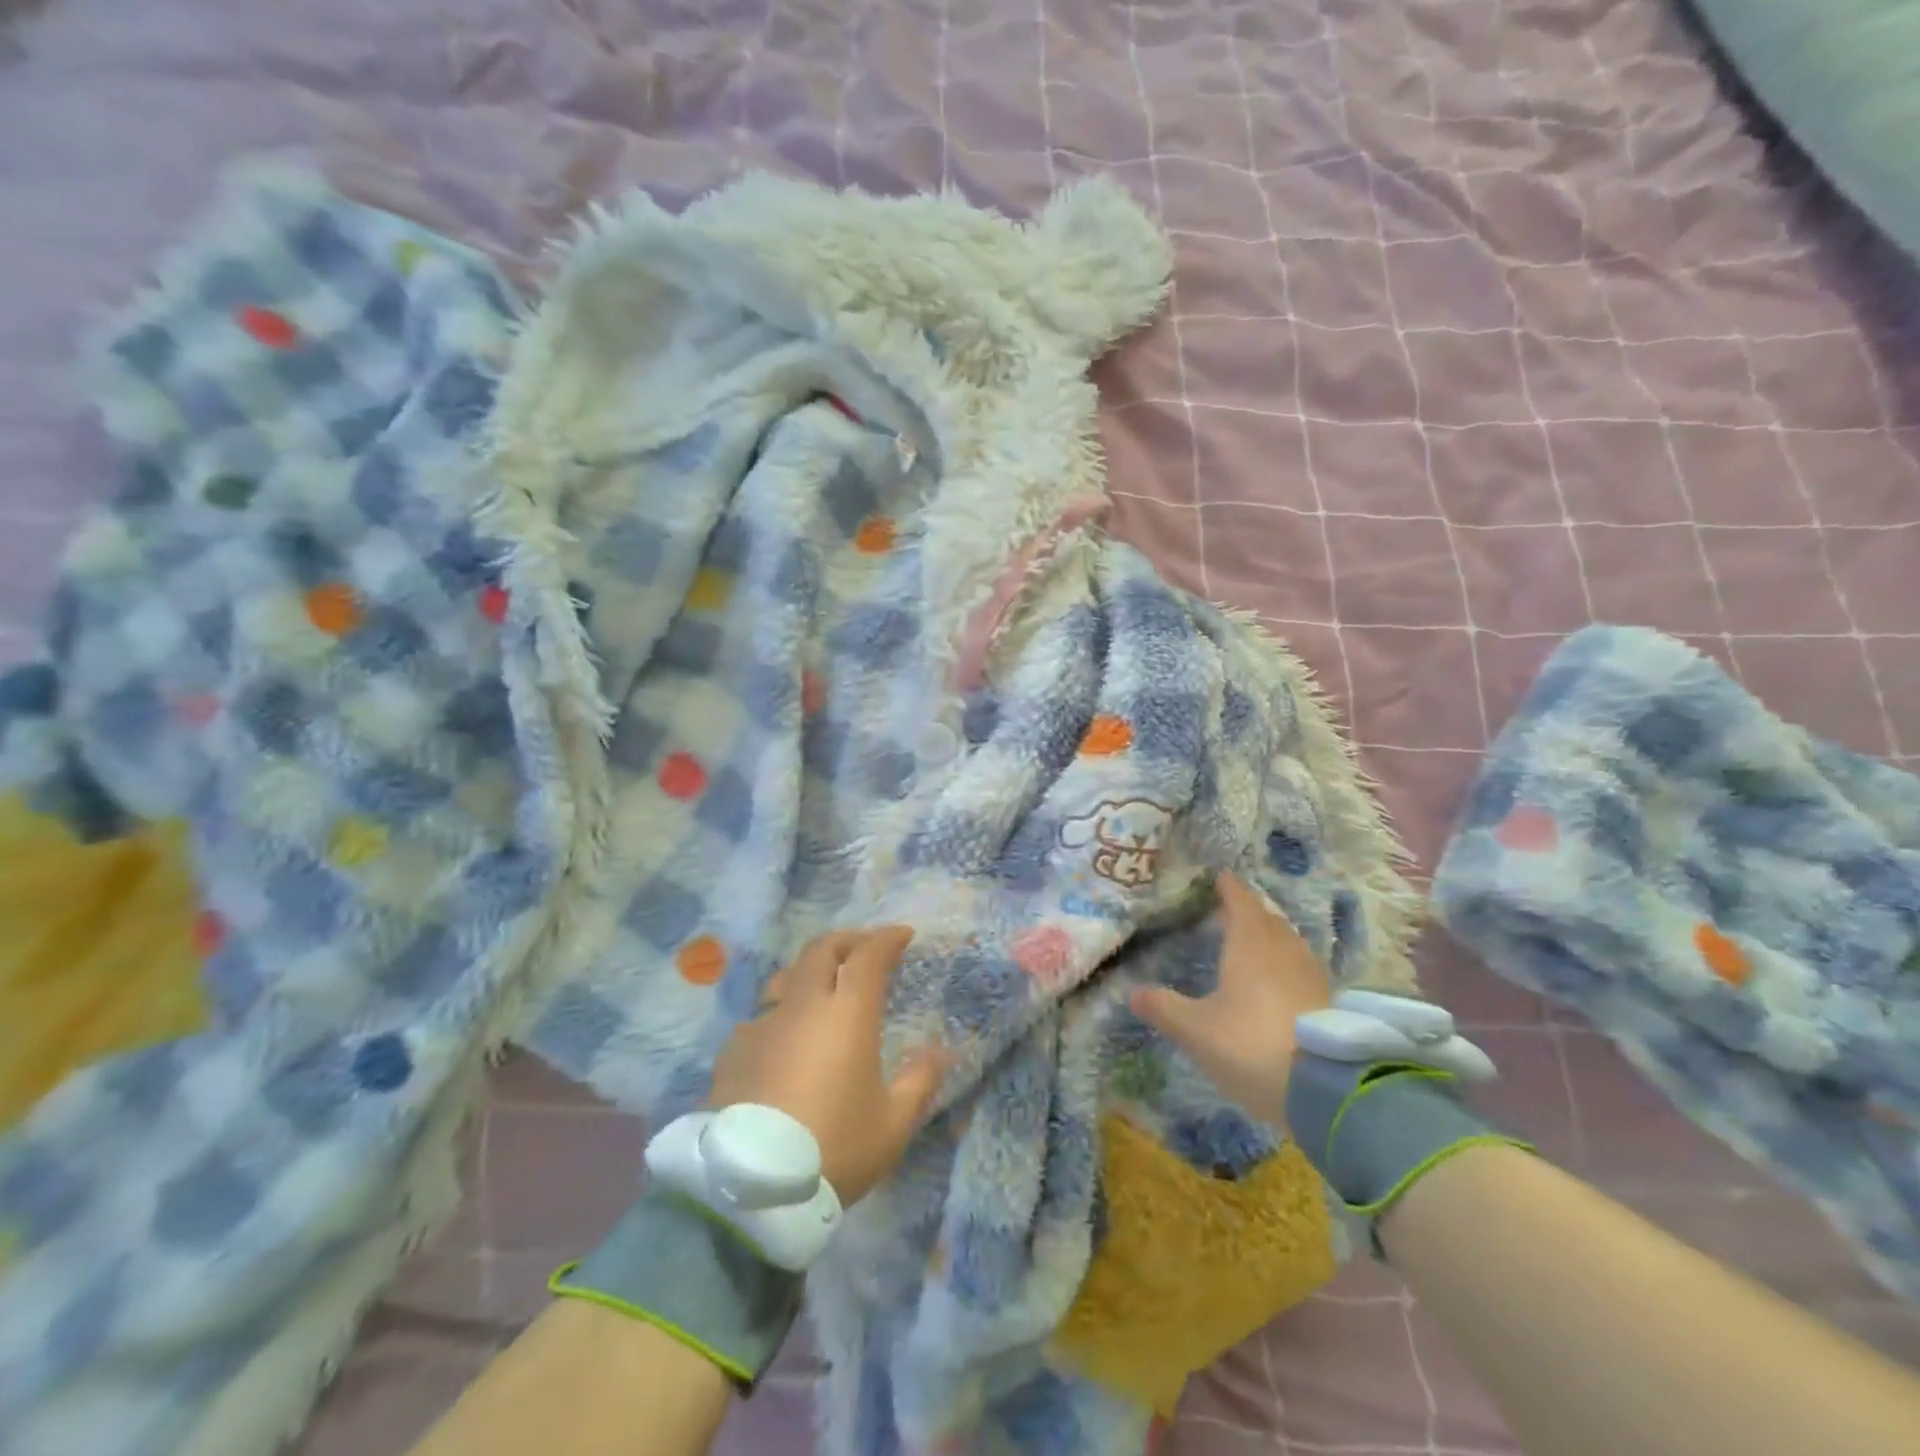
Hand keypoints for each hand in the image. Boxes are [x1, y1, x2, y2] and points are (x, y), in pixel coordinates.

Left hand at [707, 927, 949, 1205]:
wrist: (749, 1189)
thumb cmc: (833, 1148)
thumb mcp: (892, 1124)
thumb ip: (920, 1082)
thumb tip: (942, 1052)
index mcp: (846, 1013)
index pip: (868, 955)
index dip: (887, 939)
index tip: (902, 935)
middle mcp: (803, 1005)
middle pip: (822, 950)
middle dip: (848, 941)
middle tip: (864, 948)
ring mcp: (762, 1024)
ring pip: (787, 977)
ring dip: (810, 971)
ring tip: (822, 986)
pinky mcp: (733, 1050)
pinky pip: (762, 1016)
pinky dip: (782, 1013)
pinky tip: (784, 1040)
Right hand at [1128, 872, 1331, 1129]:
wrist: (1325, 1089)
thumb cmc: (1250, 1044)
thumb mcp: (1196, 1030)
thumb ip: (1164, 1008)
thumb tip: (1132, 993)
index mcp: (1249, 943)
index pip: (1240, 902)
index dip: (1229, 888)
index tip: (1221, 877)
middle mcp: (1283, 949)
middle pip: (1267, 919)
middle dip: (1250, 911)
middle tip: (1233, 910)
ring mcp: (1311, 974)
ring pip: (1288, 942)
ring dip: (1271, 936)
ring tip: (1255, 941)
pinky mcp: (1329, 1001)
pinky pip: (1302, 967)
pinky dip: (1287, 964)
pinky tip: (1280, 981)